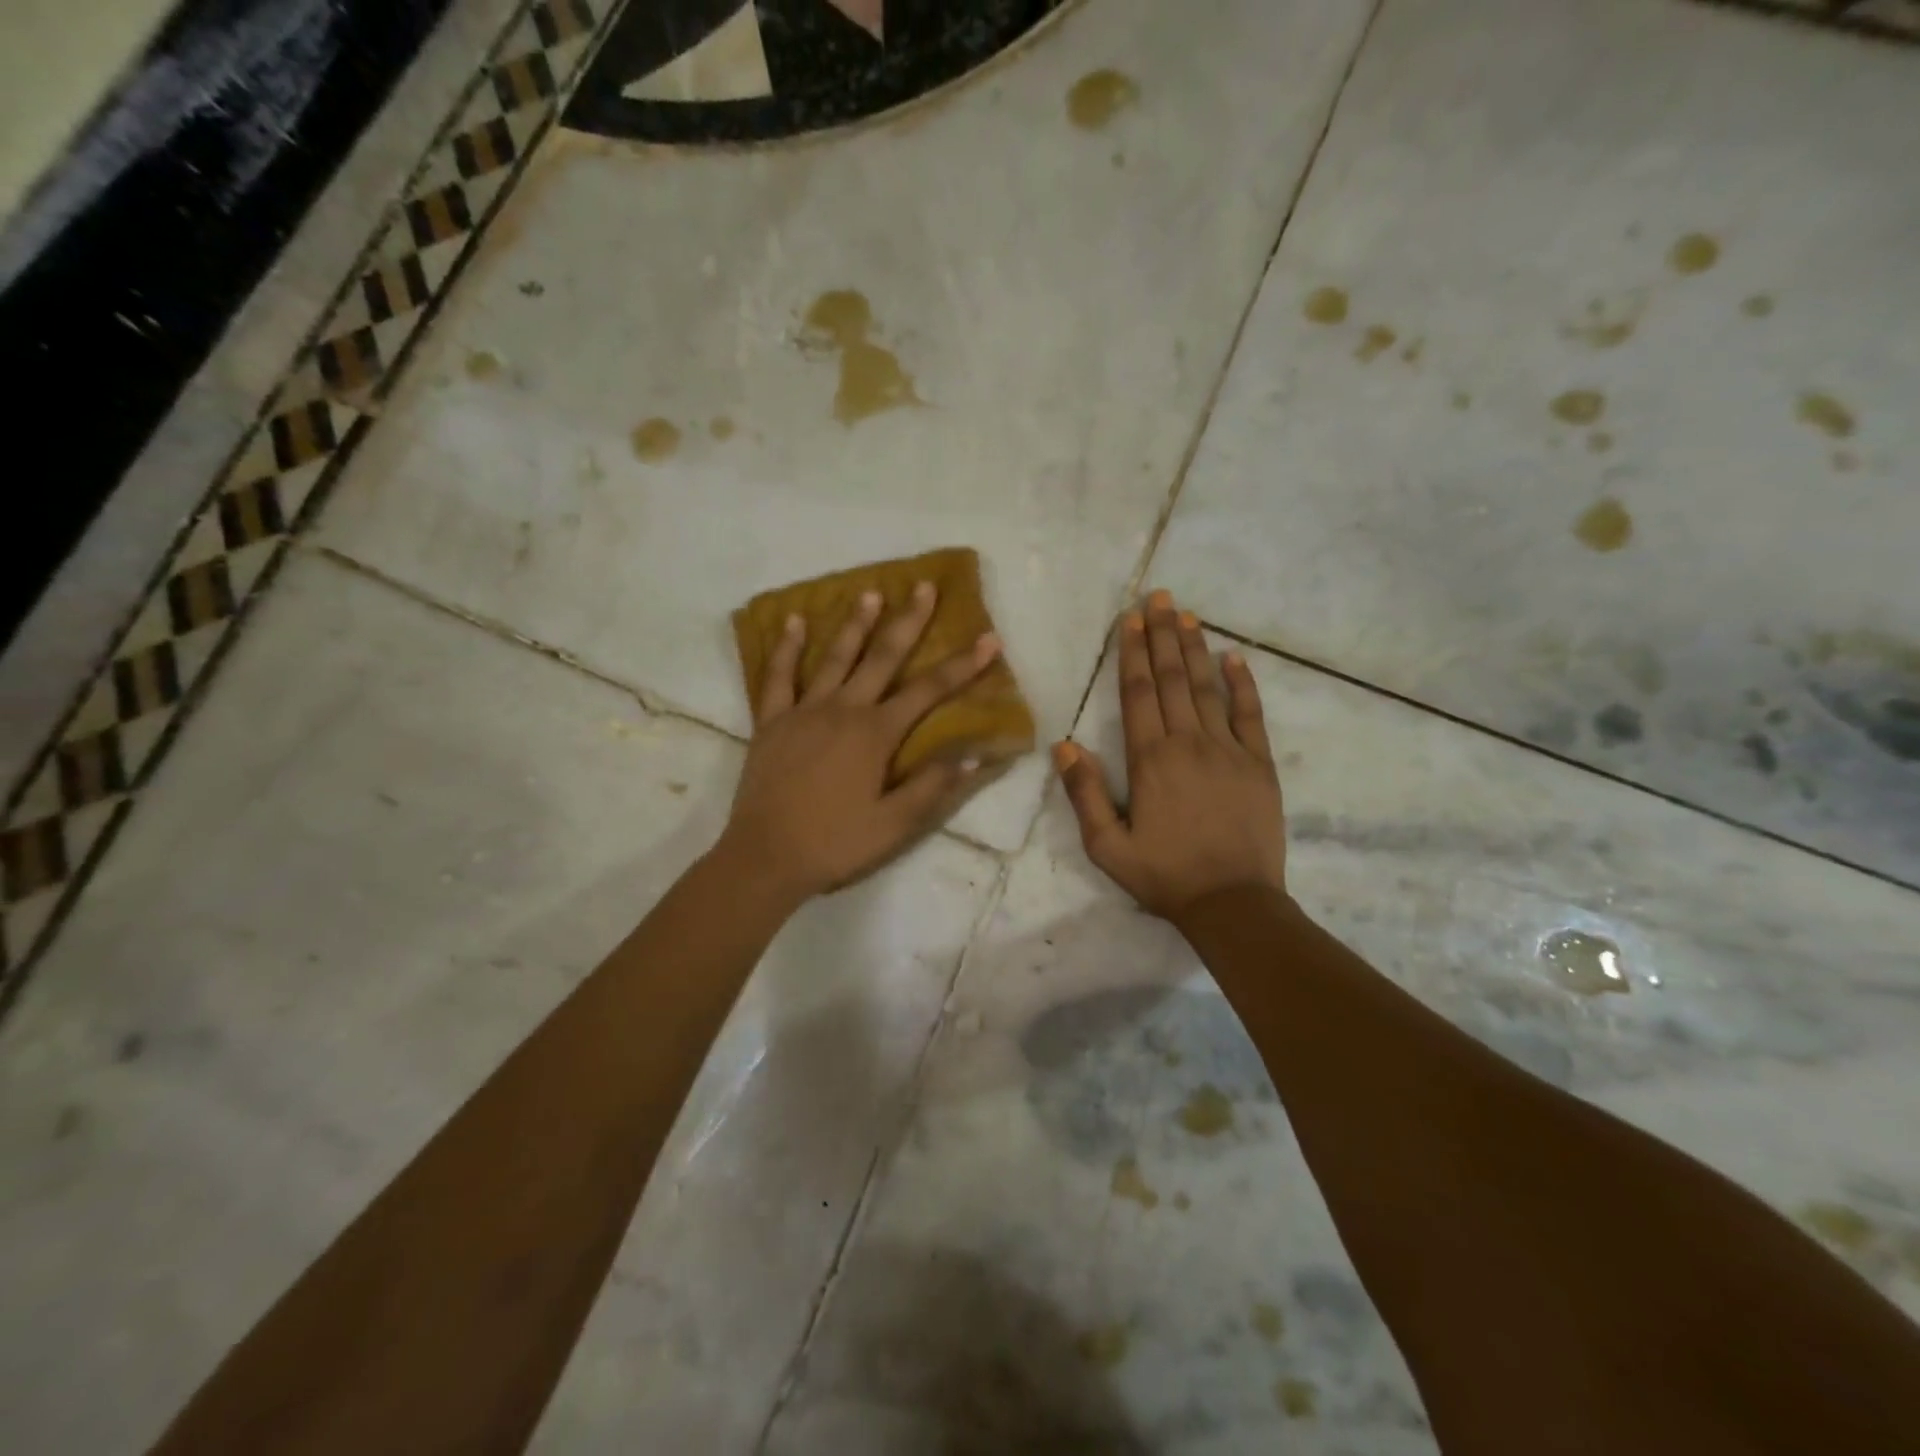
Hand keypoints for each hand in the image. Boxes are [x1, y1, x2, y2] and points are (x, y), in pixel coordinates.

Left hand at [720, 581, 1001, 902]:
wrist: (765, 857)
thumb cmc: (835, 842)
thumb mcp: (894, 825)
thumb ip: (933, 786)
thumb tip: (974, 755)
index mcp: (876, 734)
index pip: (928, 691)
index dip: (962, 665)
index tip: (988, 639)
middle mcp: (843, 710)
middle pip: (882, 658)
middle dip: (908, 621)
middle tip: (924, 587)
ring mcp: (804, 711)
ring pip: (834, 658)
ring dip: (855, 624)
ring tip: (871, 593)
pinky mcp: (772, 722)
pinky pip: (778, 677)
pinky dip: (785, 649)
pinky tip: (793, 622)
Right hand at [1053, 589, 1285, 919]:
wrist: (1233, 903)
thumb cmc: (1164, 876)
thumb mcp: (1107, 846)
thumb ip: (1083, 795)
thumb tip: (1063, 747)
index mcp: (1149, 760)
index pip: (1139, 693)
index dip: (1133, 653)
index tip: (1131, 619)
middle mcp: (1188, 743)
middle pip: (1172, 678)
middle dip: (1163, 634)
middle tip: (1159, 597)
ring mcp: (1229, 750)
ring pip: (1207, 687)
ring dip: (1195, 648)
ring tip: (1187, 614)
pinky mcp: (1259, 763)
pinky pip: (1251, 714)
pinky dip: (1243, 683)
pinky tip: (1235, 657)